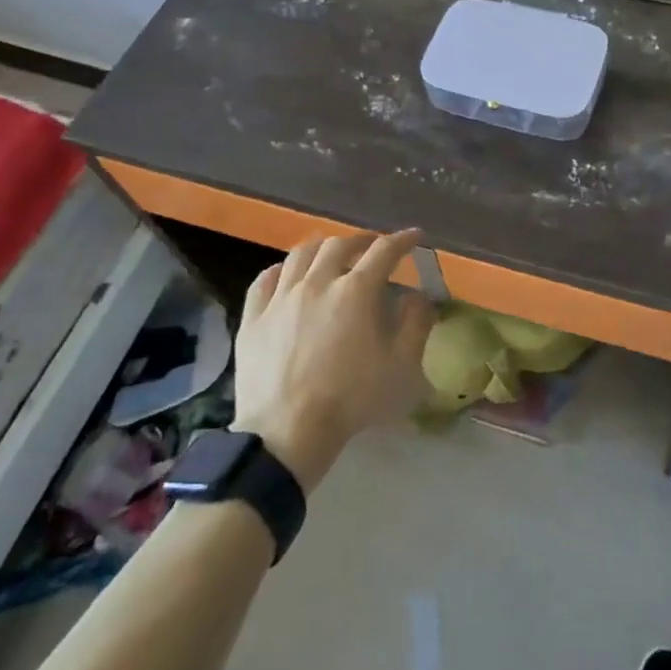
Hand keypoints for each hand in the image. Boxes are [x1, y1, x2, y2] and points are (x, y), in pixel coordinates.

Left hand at [231, 229, 434, 489]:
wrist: (287, 432)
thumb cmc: (352, 398)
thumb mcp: (401, 366)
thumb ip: (416, 324)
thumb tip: (417, 296)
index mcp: (356, 291)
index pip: (384, 251)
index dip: (403, 240)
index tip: (415, 237)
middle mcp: (317, 282)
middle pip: (339, 245)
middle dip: (361, 241)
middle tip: (372, 248)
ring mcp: (281, 298)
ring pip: (300, 254)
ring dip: (322, 247)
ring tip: (331, 254)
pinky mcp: (253, 318)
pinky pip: (265, 280)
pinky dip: (281, 270)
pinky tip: (287, 275)